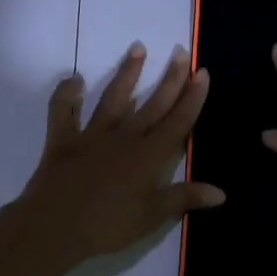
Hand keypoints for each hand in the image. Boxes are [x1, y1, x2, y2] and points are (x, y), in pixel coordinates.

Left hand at [15, 43, 224, 268]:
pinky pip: (63, 111)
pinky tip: (74, 79)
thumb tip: (222, 193)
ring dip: (127, 73)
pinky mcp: (62, 139)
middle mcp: (124, 137)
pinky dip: (66, 94)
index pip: (178, 121)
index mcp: (149, 155)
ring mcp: (92, 135)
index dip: (192, 97)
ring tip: (137, 48)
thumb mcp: (152, 216)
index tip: (201, 71)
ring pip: (113, 98)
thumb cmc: (108, 225)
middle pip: (152, 103)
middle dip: (169, 78)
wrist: (54, 227)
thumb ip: (185, 198)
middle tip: (180, 51)